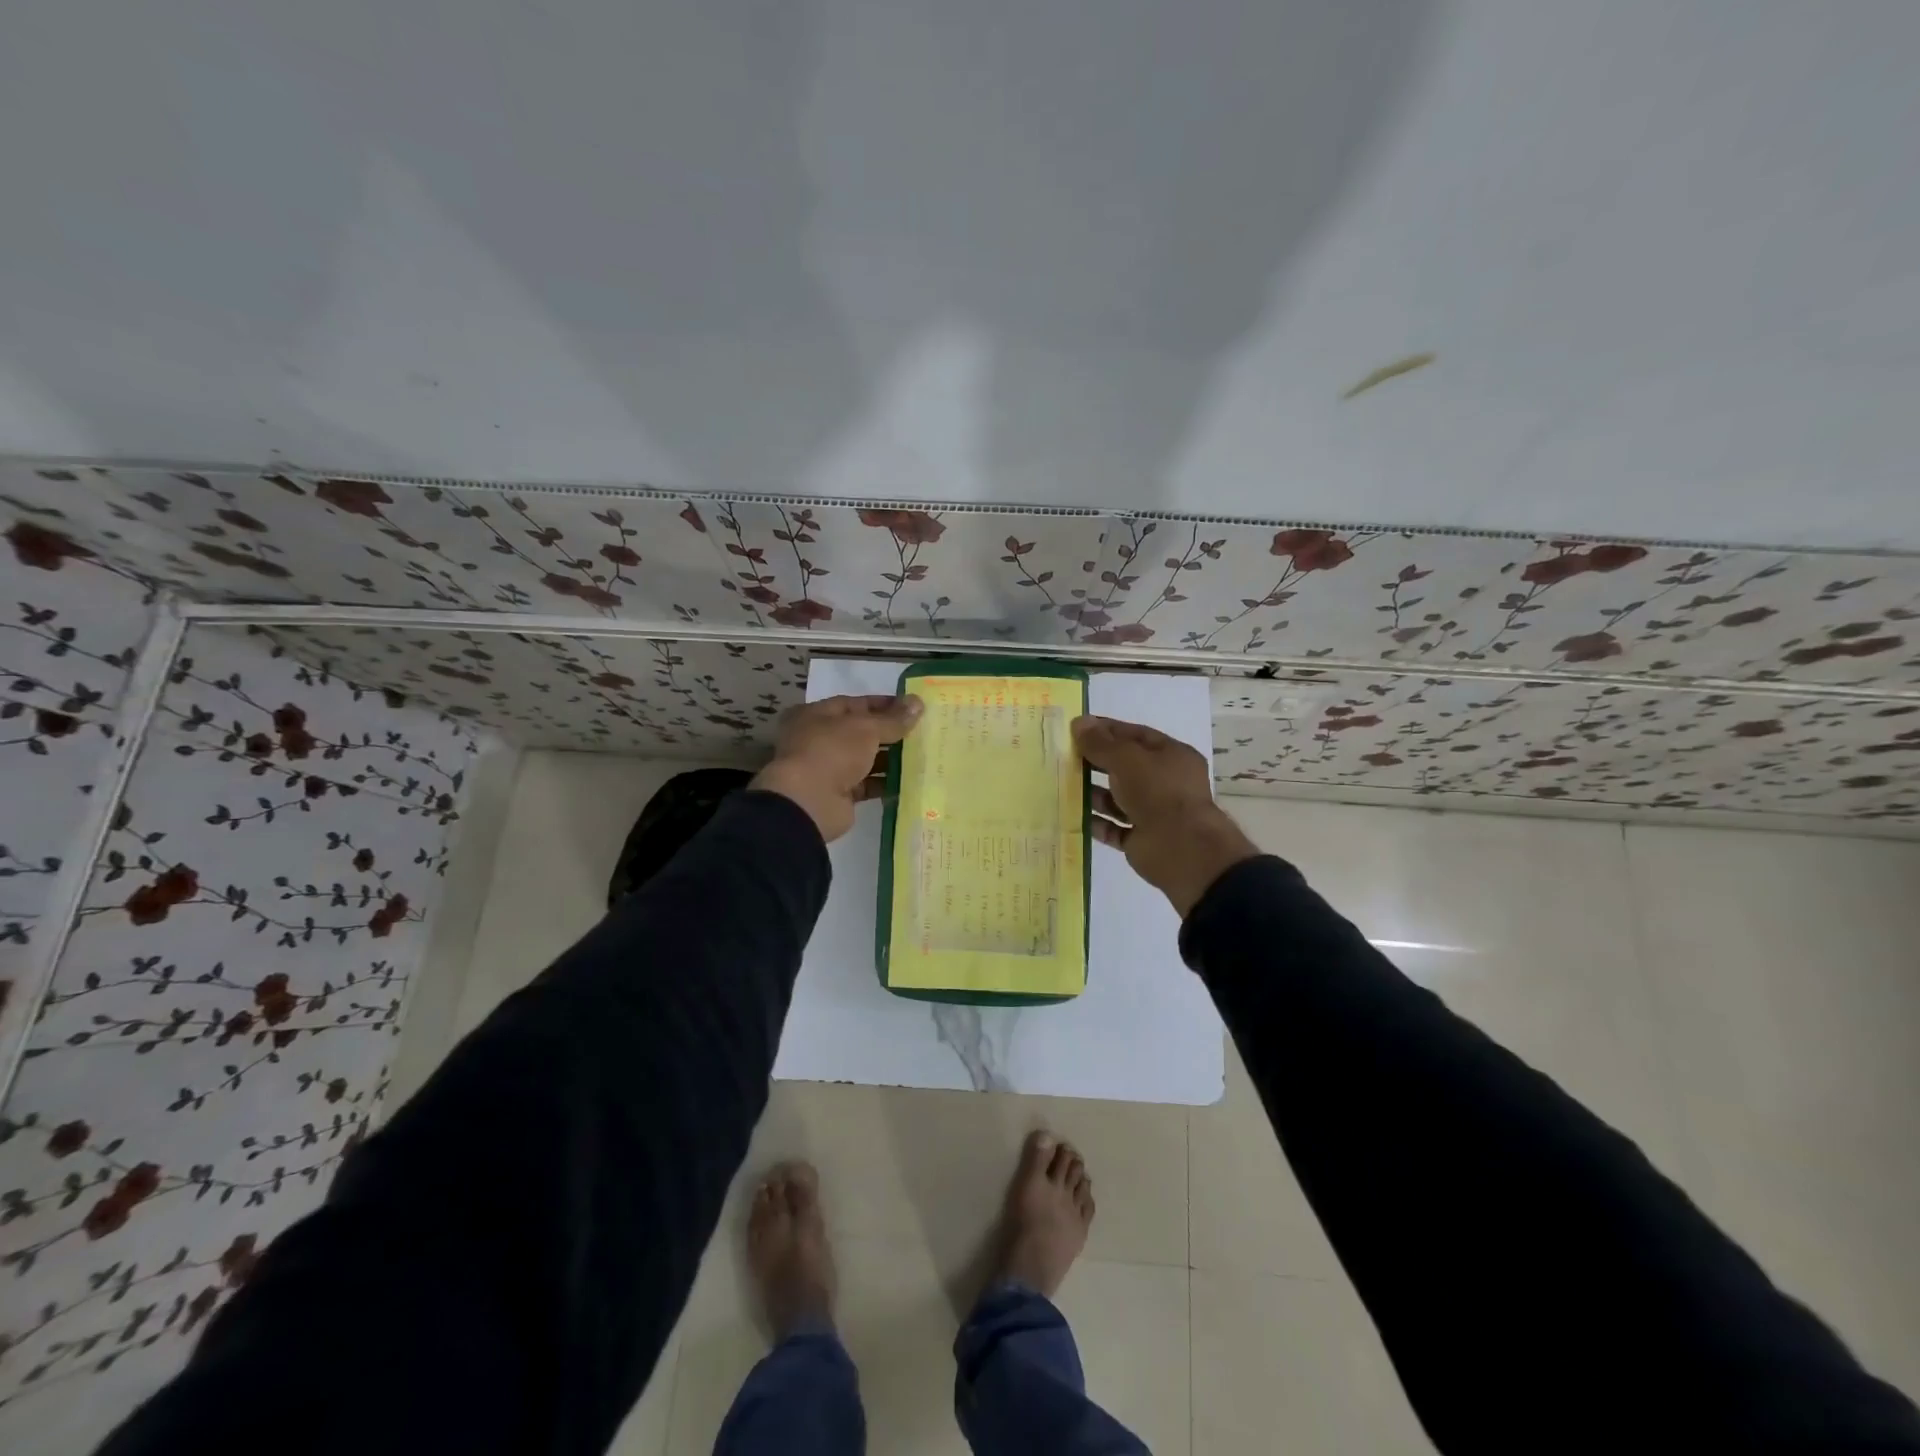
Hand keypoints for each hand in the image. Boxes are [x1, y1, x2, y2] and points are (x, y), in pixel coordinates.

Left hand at [752, 693, 923, 842]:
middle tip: (923, 732)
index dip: (884, 704)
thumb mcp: (866, 728)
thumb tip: (918, 702)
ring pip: (866, 759)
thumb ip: (893, 719)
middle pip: (861, 732)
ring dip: (891, 758)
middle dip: (891, 732)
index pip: (855, 704)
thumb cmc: (832, 751)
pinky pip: (868, 784)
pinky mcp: (840, 794)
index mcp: (816, 715)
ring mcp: (828, 768)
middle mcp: (819, 739)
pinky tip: (911, 780)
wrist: (809, 802)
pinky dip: (886, 782)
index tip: (913, 707)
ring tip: (922, 755)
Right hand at [1072, 714, 1259, 917]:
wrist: (1182, 849)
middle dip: (1096, 762)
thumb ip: (1101, 743)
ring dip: (1093, 793)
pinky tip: (1073, 816)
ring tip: (1063, 787)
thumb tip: (1079, 723)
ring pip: (1117, 799)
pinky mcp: (1141, 840)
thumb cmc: (1159, 792)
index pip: (1135, 735)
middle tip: (1064, 757)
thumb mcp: (1127, 759)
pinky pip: (1113, 828)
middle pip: (1125, 767)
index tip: (1076, 728)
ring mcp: (1153, 812)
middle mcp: (1164, 783)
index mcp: (1171, 756)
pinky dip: (1096, 823)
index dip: (1107, 730)